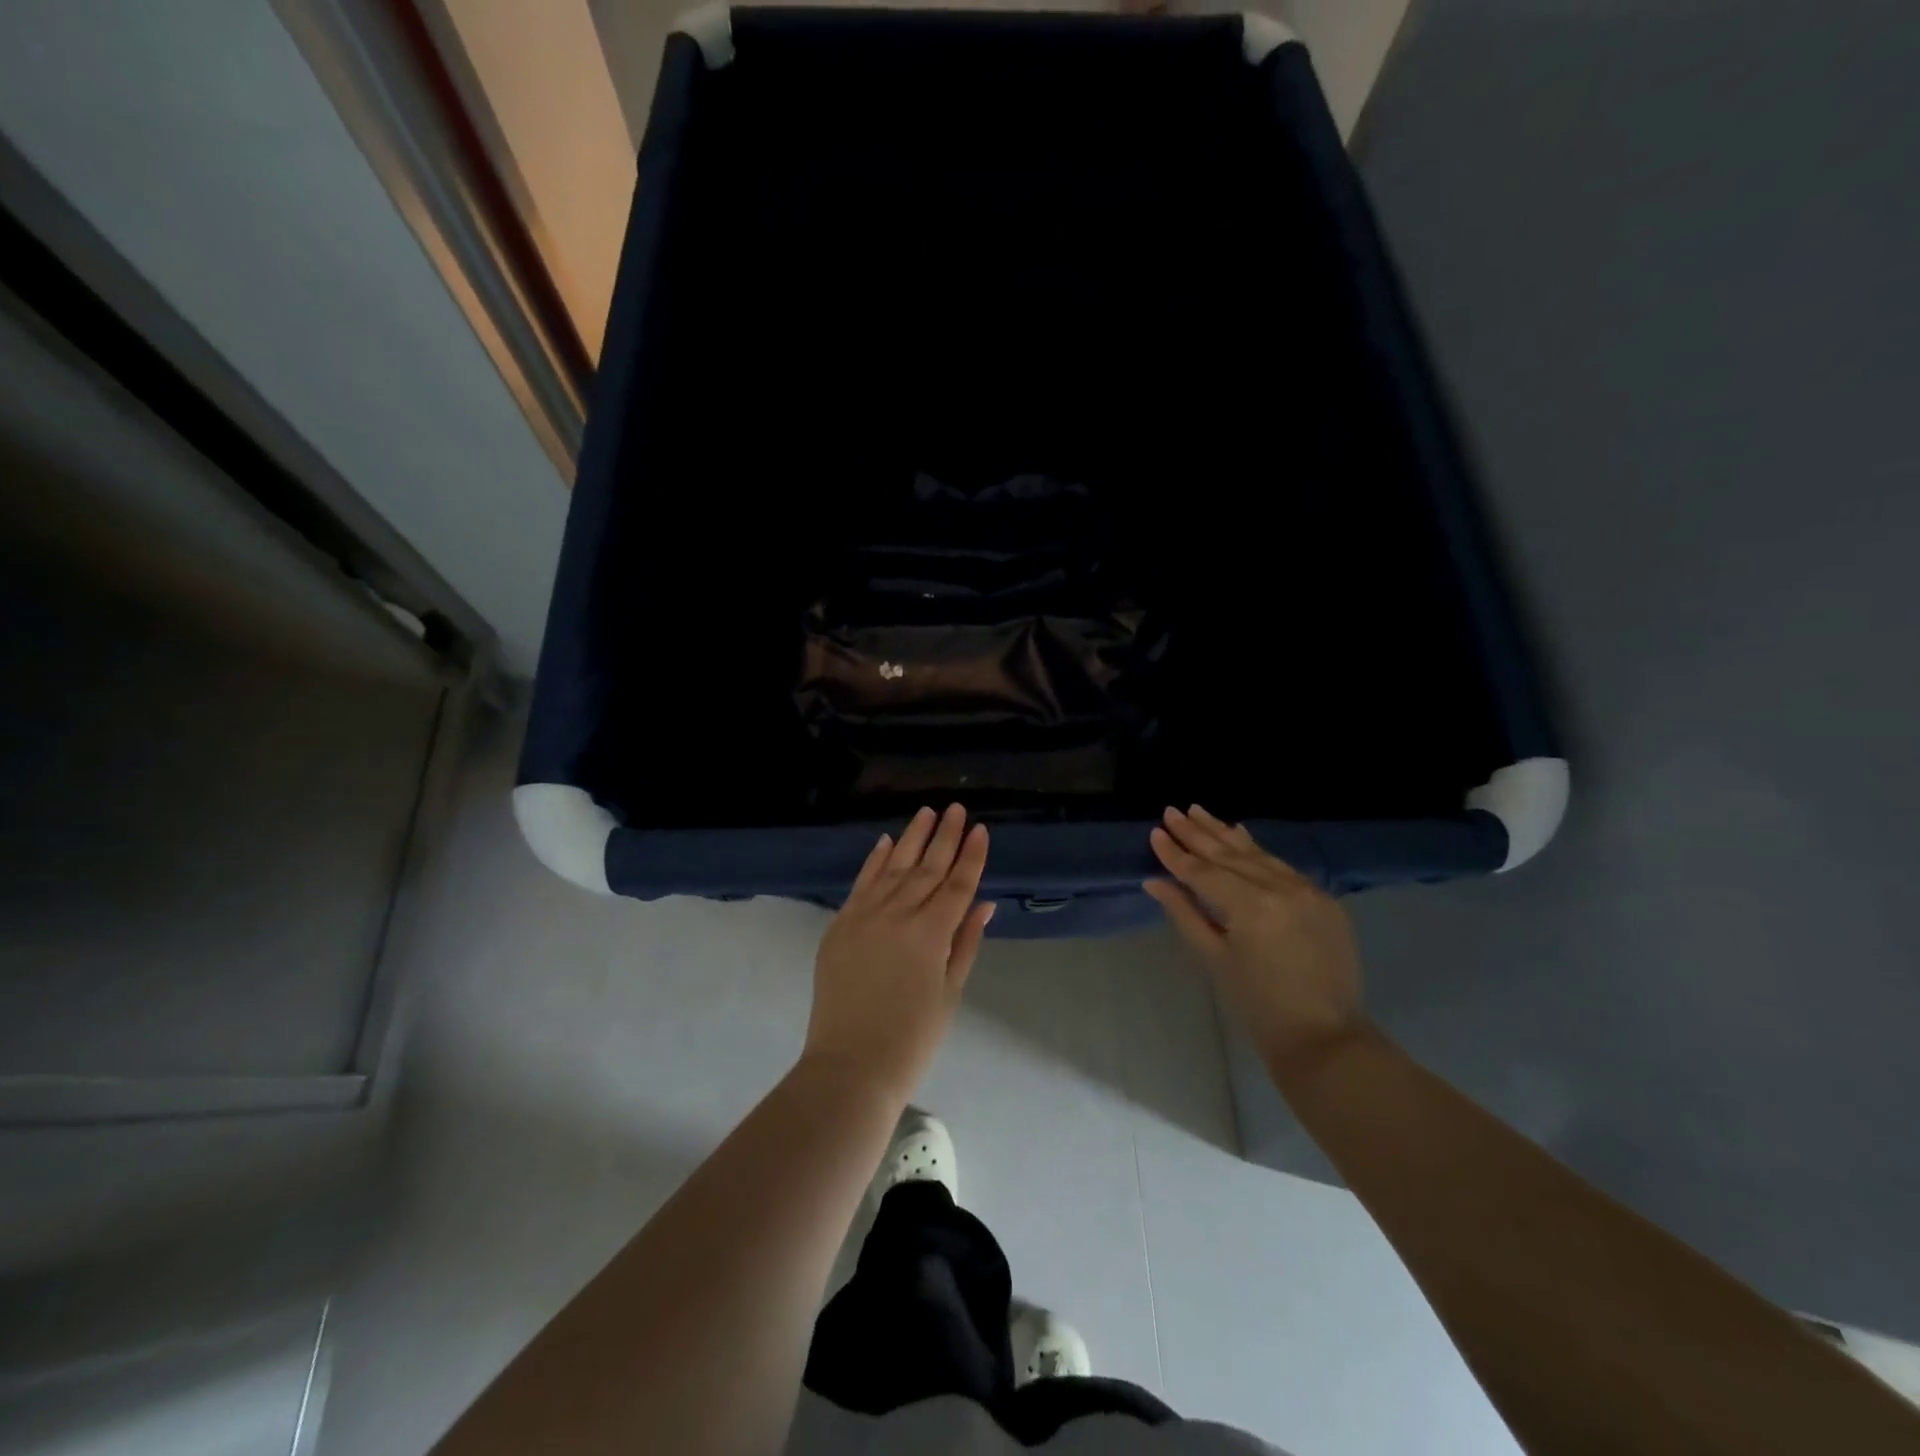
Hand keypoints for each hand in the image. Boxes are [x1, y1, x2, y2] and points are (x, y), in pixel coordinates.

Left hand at [805, 804, 994, 1103]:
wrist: (850, 1066)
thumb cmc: (912, 1038)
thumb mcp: (950, 993)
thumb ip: (965, 943)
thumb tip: (984, 904)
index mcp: (930, 934)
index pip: (957, 885)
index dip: (971, 857)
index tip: (981, 829)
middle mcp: (898, 915)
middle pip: (927, 868)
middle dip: (944, 836)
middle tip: (957, 808)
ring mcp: (864, 916)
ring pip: (893, 867)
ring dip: (911, 838)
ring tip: (926, 812)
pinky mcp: (840, 925)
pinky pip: (860, 884)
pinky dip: (874, 861)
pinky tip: (885, 842)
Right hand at [1145, 805, 1365, 1071]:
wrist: (1324, 1035)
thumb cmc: (1258, 1004)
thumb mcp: (1214, 958)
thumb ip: (1185, 913)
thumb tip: (1154, 882)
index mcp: (1251, 906)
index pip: (1203, 872)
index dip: (1176, 853)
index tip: (1156, 832)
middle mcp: (1281, 888)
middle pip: (1230, 854)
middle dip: (1198, 833)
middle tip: (1173, 811)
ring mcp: (1306, 890)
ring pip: (1256, 854)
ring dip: (1225, 833)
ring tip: (1199, 812)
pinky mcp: (1323, 899)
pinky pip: (1282, 866)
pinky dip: (1256, 850)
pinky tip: (1240, 835)